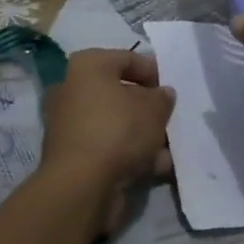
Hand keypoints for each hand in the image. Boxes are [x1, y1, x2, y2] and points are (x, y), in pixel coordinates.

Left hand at [38, 49, 175, 234]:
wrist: (82, 185)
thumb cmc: (118, 130)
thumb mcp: (154, 108)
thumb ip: (163, 98)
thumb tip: (162, 94)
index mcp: (88, 65)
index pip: (128, 58)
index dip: (155, 72)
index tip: (173, 91)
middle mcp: (73, 88)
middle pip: (120, 93)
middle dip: (148, 108)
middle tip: (170, 120)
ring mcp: (70, 123)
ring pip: (116, 123)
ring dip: (143, 135)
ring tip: (168, 149)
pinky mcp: (72, 154)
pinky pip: (108, 146)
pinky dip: (130, 154)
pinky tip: (156, 168)